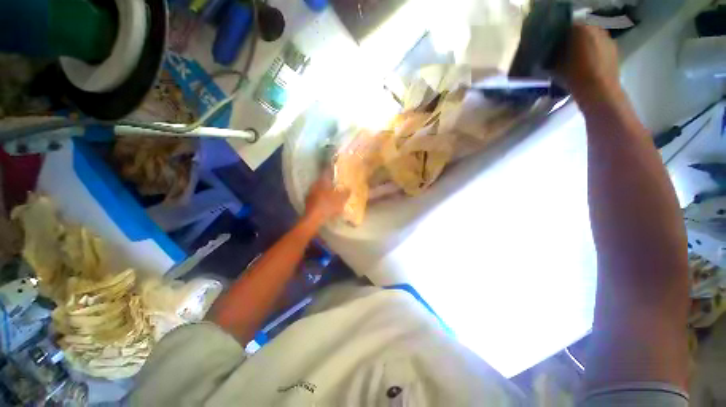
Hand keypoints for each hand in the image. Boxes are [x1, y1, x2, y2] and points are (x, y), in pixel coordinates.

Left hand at [304, 169, 349, 224]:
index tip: (336, 170)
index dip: (332, 171)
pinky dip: (321, 199)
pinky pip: (316, 197)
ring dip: (324, 191)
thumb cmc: (328, 205)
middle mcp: (315, 185)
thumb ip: (345, 193)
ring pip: (318, 189)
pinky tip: (325, 203)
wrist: (313, 218)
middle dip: (328, 183)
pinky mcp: (307, 202)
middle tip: (335, 184)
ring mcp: (310, 194)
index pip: (327, 172)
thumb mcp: (341, 199)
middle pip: (322, 181)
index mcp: (323, 181)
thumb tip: (349, 188)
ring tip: (331, 195)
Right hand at [557, 25, 620, 103]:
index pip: (567, 27)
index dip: (560, 36)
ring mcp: (608, 38)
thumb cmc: (575, 76)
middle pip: (582, 30)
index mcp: (581, 29)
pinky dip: (594, 51)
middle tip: (564, 51)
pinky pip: (600, 46)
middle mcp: (596, 29)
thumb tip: (552, 51)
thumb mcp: (556, 66)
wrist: (599, 91)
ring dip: (585, 45)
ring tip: (576, 58)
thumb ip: (554, 54)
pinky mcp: (614, 50)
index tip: (554, 46)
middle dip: (574, 39)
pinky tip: (587, 63)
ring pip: (592, 37)